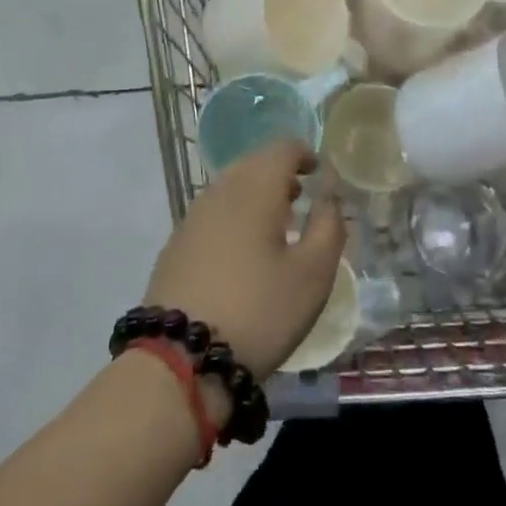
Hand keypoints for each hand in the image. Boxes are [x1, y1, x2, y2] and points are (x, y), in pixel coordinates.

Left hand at [143, 140, 346, 381]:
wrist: (180, 356)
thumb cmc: (259, 310)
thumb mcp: (312, 275)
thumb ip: (328, 228)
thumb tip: (329, 199)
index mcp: (254, 190)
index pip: (281, 149)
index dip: (303, 153)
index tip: (319, 171)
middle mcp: (219, 192)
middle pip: (252, 163)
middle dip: (278, 172)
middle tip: (300, 194)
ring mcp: (192, 218)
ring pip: (229, 187)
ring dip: (255, 193)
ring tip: (276, 221)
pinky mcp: (176, 245)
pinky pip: (212, 212)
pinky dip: (234, 214)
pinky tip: (242, 247)